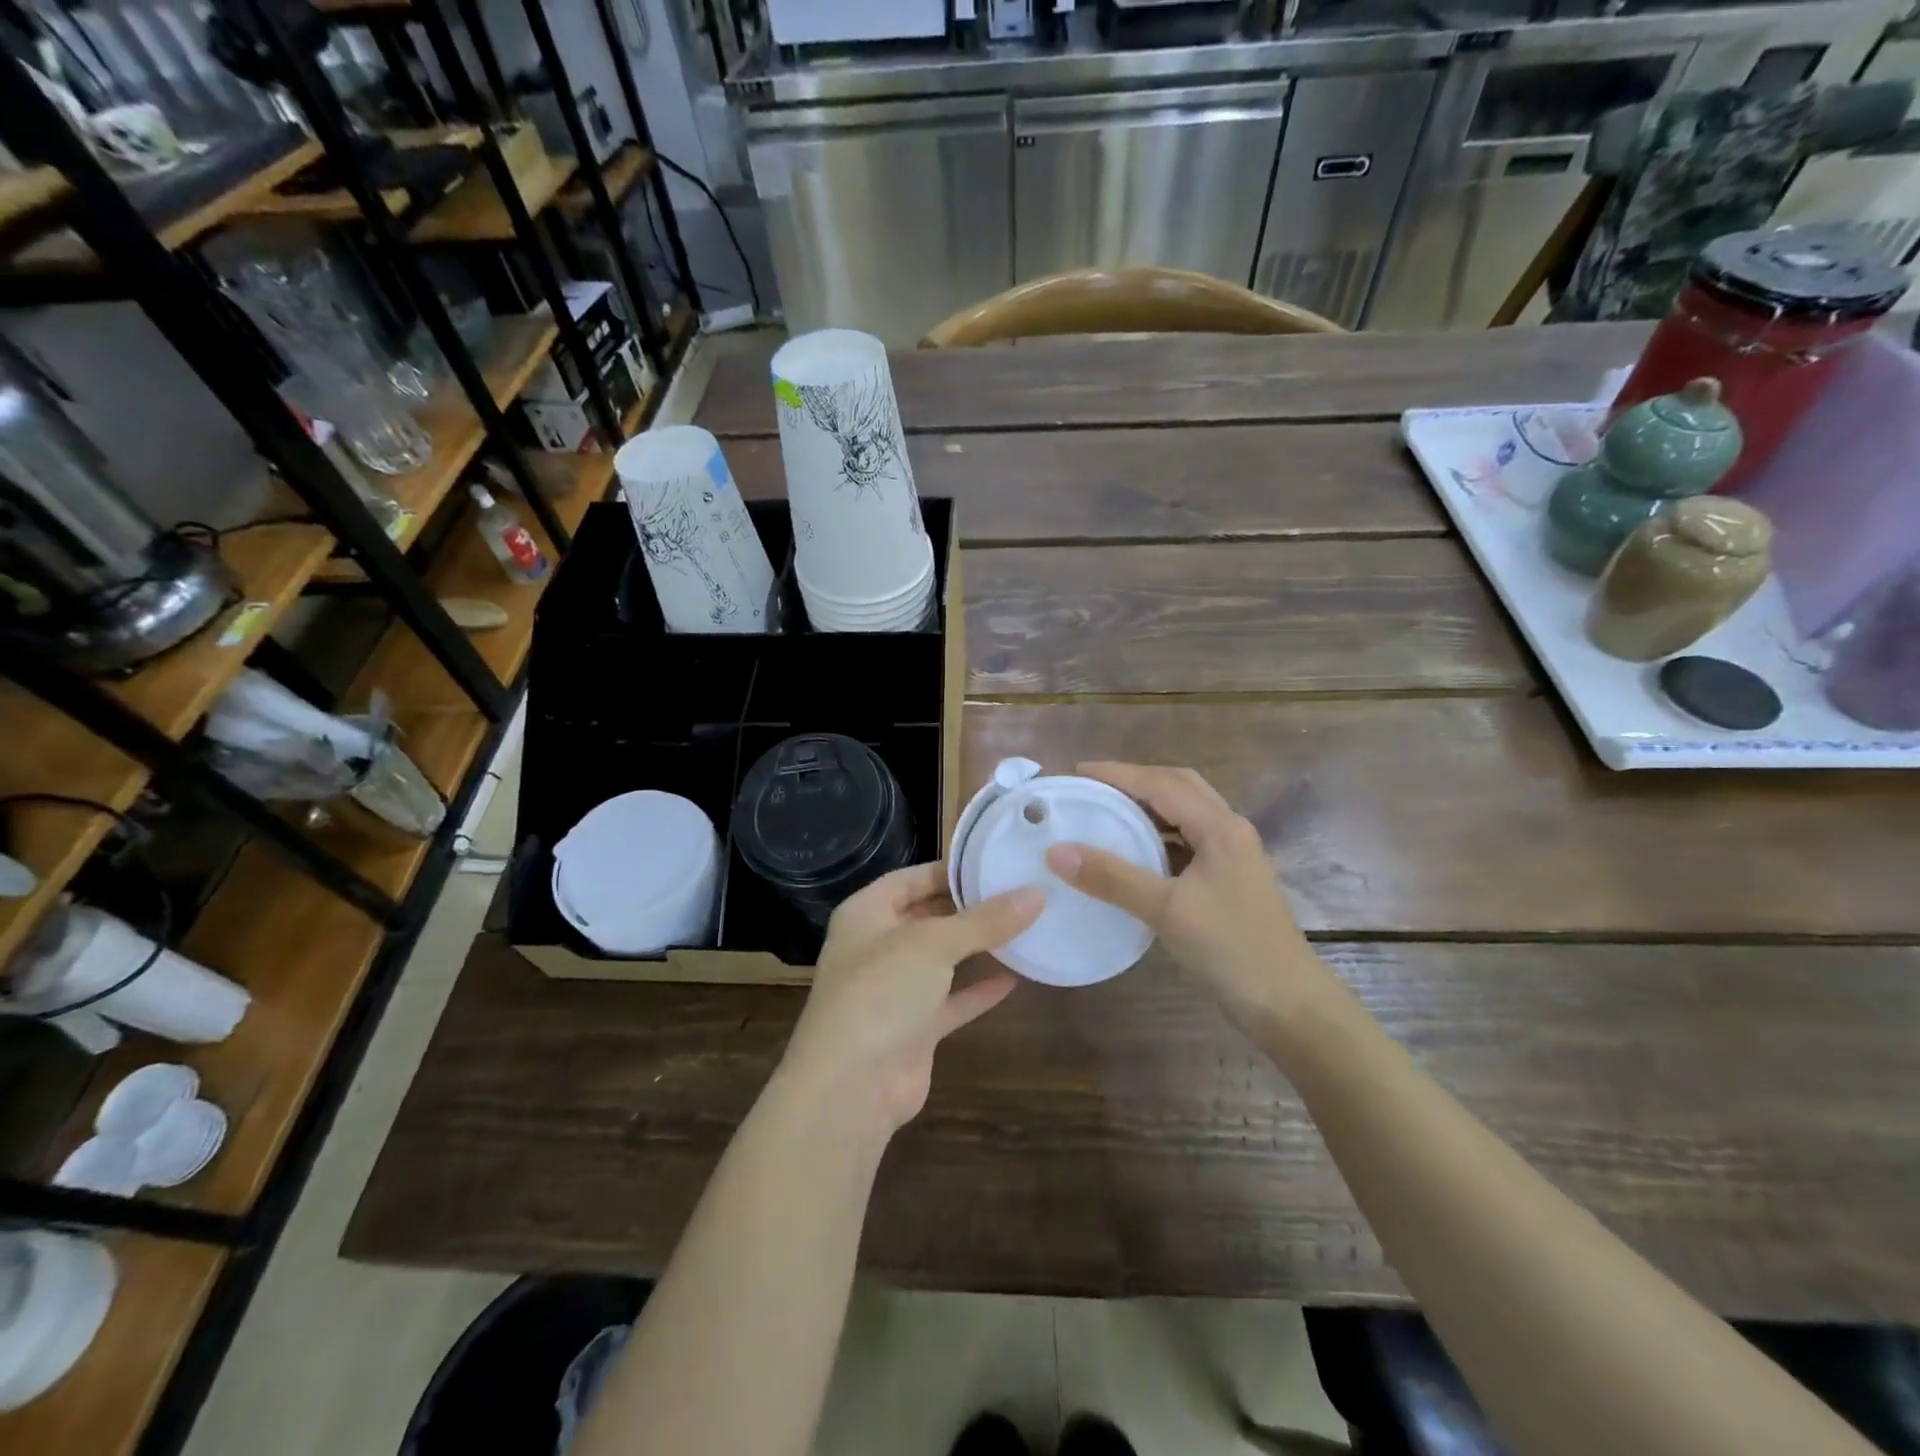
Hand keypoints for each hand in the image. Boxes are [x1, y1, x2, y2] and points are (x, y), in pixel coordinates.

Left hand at [778, 863, 1041, 1134]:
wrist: (851, 1087)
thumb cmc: (882, 992)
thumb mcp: (934, 944)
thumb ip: (985, 920)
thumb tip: (1036, 894)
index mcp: (866, 913)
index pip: (911, 878)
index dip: (949, 870)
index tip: (993, 864)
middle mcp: (877, 946)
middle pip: (927, 916)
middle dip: (968, 908)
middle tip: (1018, 892)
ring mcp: (894, 989)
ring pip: (941, 959)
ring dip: (976, 948)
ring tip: (1023, 928)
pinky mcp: (913, 1028)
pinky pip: (951, 1000)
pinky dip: (978, 991)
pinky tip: (1015, 979)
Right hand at [1043, 763, 1320, 1027]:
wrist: (1288, 1003)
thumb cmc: (1232, 949)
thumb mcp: (1167, 910)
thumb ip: (1112, 878)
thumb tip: (1057, 851)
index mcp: (1219, 827)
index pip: (1162, 784)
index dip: (1118, 774)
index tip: (1077, 772)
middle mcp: (1229, 831)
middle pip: (1179, 787)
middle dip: (1136, 781)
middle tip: (1094, 788)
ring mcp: (1232, 856)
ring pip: (1185, 814)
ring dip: (1148, 806)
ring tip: (1108, 813)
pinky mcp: (1228, 881)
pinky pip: (1187, 841)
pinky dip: (1158, 836)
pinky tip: (1134, 854)